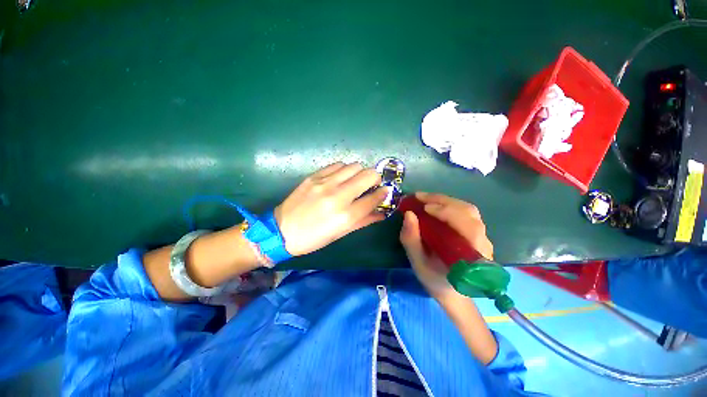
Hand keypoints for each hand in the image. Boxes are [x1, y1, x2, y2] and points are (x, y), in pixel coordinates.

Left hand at [275, 162, 388, 255]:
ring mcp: (325, 183)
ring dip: (360, 172)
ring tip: (355, 181)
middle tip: (372, 184)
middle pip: (368, 175)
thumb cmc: (314, 238)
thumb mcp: (341, 233)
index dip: (383, 193)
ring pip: (354, 166)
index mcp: (345, 216)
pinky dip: (344, 169)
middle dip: (375, 178)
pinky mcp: (314, 176)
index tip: (386, 191)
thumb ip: (364, 221)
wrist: (282, 230)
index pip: (374, 198)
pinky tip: (341, 177)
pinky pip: (337, 165)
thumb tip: (382, 213)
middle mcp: (338, 196)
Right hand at [399, 192, 492, 297]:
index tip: (425, 208)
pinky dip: (449, 205)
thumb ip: (412, 240)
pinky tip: (435, 205)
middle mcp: (482, 243)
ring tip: (425, 199)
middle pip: (469, 212)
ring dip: (446, 201)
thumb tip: (409, 214)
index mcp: (471, 256)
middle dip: (443, 201)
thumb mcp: (418, 263)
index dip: (447, 212)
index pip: (467, 226)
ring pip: (468, 210)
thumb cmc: (434, 279)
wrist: (451, 292)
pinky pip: (465, 213)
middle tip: (420, 197)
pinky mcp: (476, 233)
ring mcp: (482, 237)